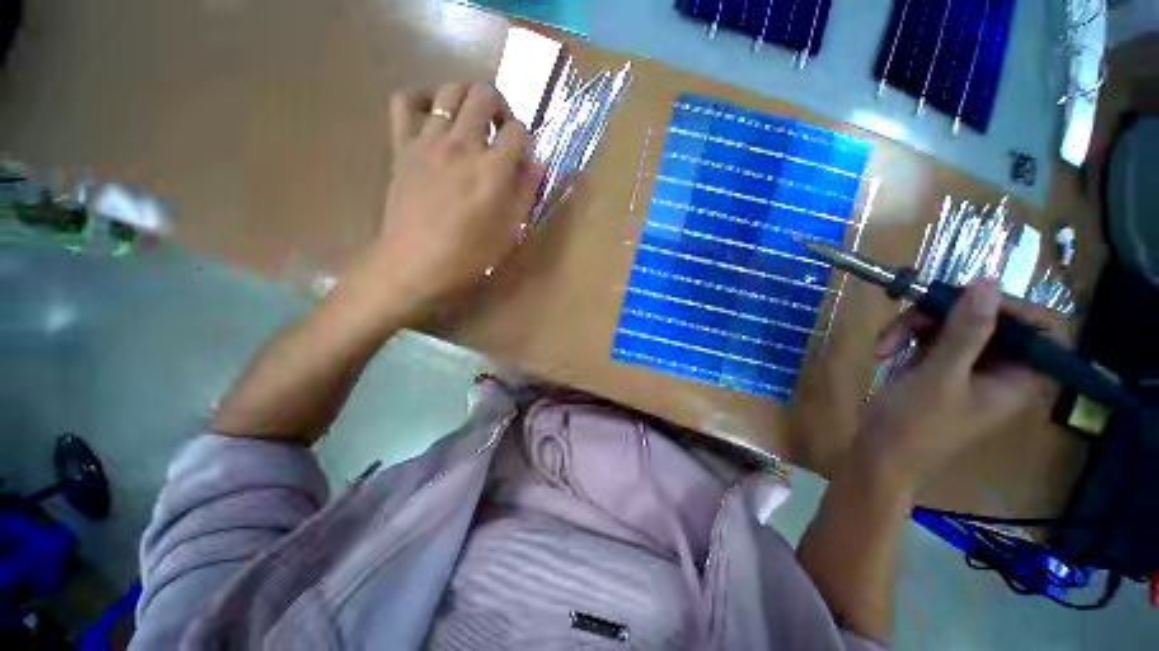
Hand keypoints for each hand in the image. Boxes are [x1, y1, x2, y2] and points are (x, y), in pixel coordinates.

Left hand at [356, 82, 541, 318]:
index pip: (518, 131)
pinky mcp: (402, 145)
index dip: (526, 140)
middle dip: (501, 106)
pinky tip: (433, 114)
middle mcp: (462, 145)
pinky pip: (405, 101)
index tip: (523, 158)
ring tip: (472, 121)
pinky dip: (421, 98)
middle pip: (484, 95)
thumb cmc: (470, 255)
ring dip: (468, 98)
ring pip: (449, 90)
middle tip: (501, 131)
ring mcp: (428, 140)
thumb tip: (537, 166)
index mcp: (492, 170)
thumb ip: (526, 193)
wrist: (416, 264)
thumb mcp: (510, 231)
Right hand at [854, 278, 1057, 494]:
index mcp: (1017, 377)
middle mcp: (998, 367)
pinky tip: (882, 352)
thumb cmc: (915, 425)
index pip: (1040, 327)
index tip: (967, 300)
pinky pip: (927, 335)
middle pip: (988, 318)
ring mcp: (965, 365)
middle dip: (944, 314)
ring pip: (951, 322)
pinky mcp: (936, 365)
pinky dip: (903, 337)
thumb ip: (966, 332)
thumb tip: (986, 282)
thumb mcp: (940, 377)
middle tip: (911, 317)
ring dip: (913, 326)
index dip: (1010, 307)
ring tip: (884, 344)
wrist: (876, 453)